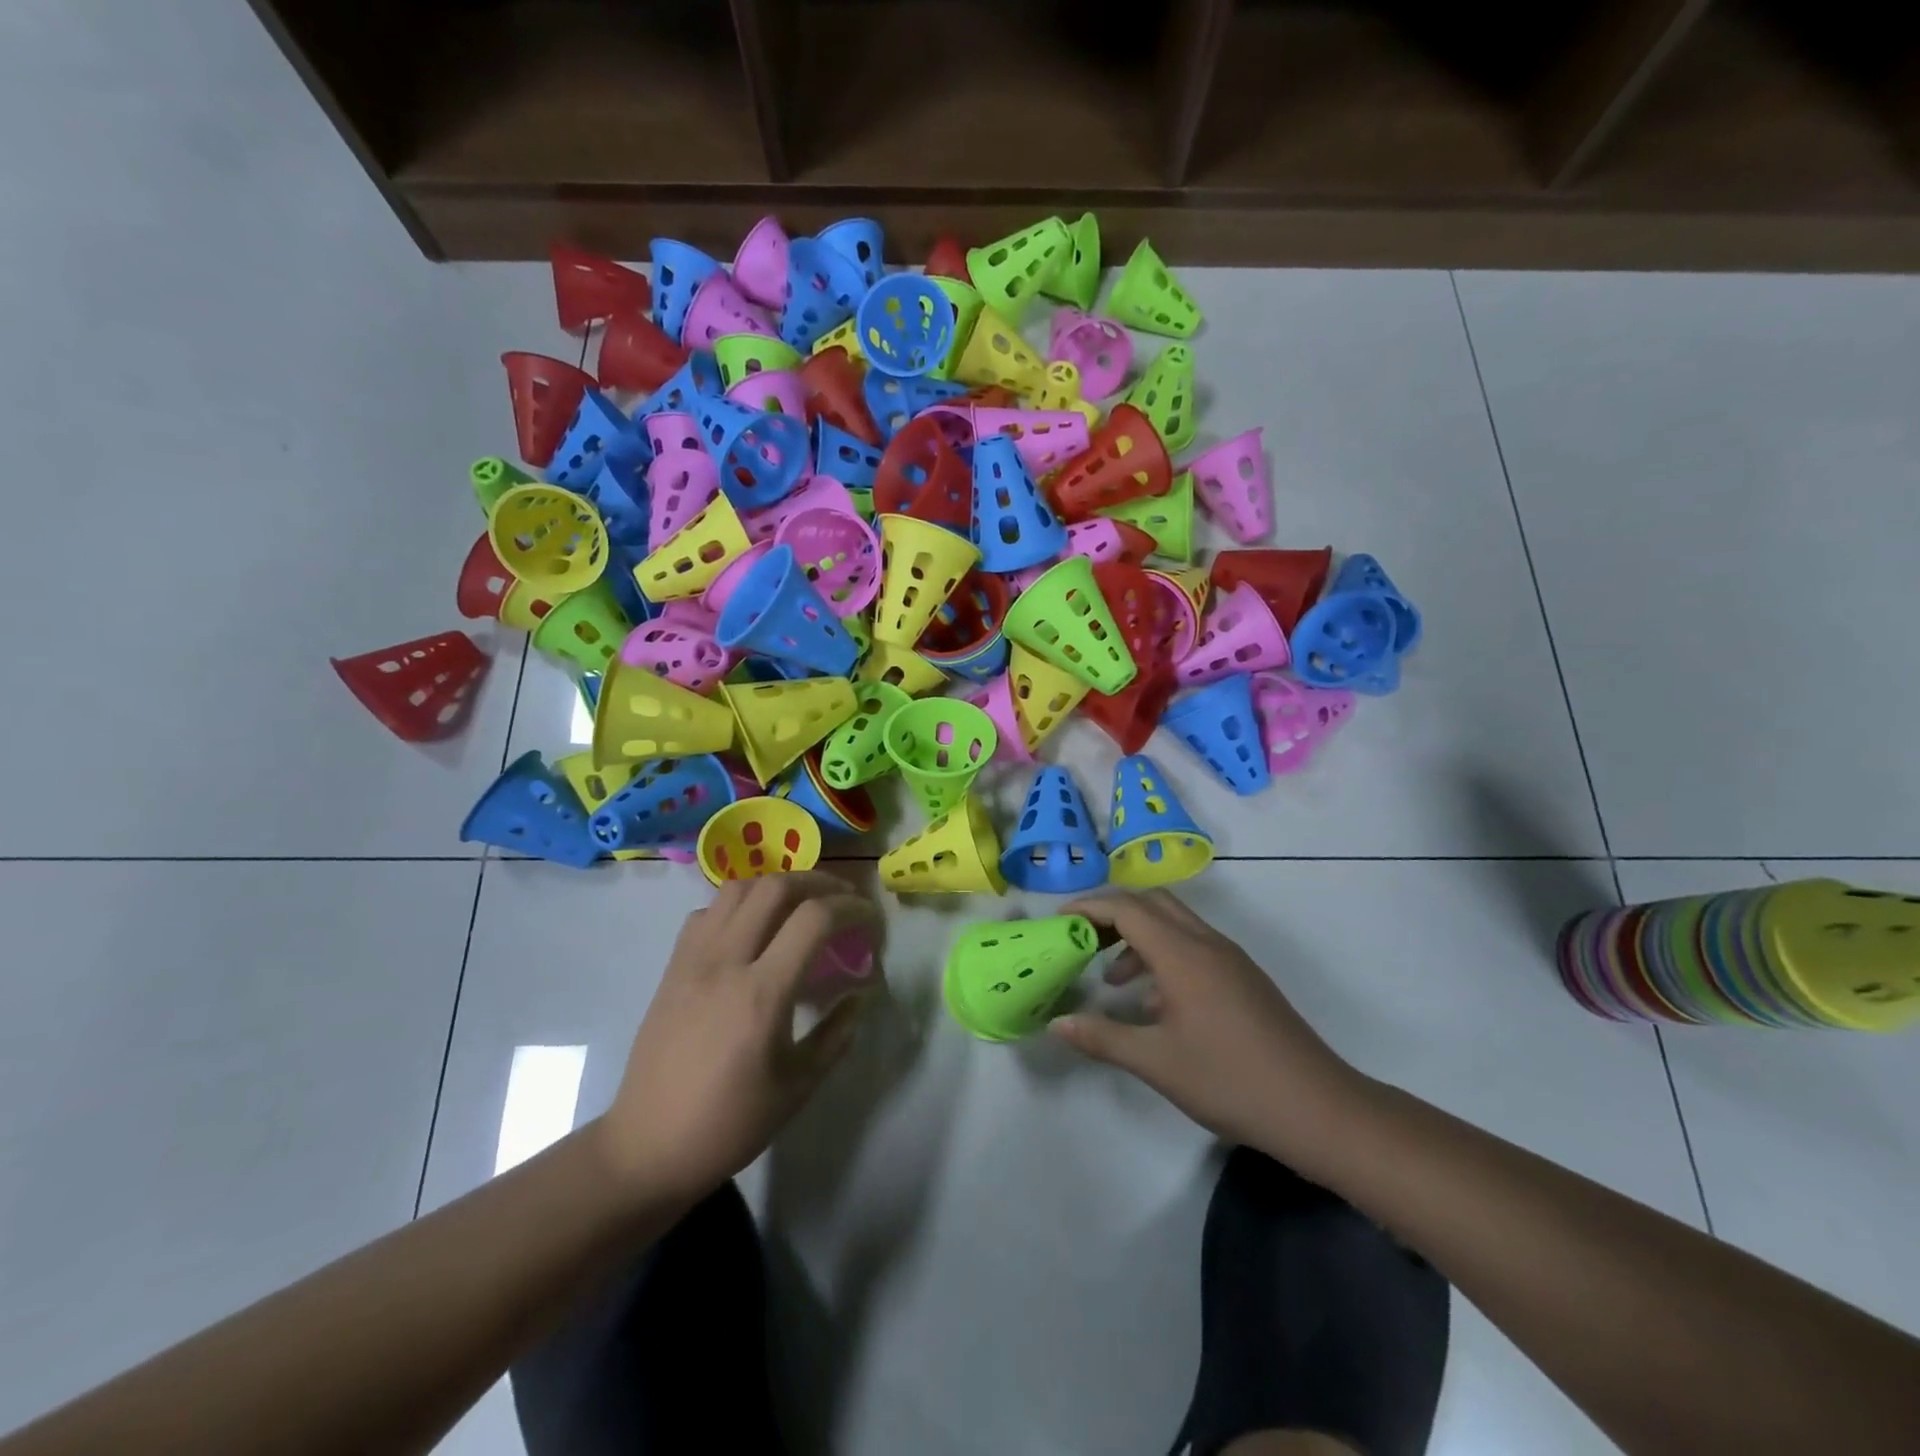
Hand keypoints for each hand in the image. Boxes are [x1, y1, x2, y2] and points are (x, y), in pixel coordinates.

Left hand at [599, 872, 882, 1204]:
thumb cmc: (729, 1124)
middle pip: (776, 886)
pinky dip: (740, 904)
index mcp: (762, 994)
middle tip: (843, 900)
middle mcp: (726, 962)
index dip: (852, 908)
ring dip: (778, 885)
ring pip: (738, 888)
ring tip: (801, 904)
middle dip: (820, 883)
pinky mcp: (673, 966)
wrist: (647, 1146)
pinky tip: (753, 928)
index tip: (871, 921)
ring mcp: (693, 959)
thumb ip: (836, 1034)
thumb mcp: (798, 1087)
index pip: (815, 919)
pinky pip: (708, 911)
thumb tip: (860, 996)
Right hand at [1051, 890, 1367, 1165]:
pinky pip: (1193, 947)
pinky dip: (1164, 956)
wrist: (1317, 1108)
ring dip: (1139, 938)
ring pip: (1175, 925)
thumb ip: (1103, 1037)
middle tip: (1082, 940)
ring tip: (1113, 980)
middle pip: (1152, 904)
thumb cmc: (1230, 1079)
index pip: (1127, 908)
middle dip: (1113, 914)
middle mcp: (1207, 943)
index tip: (1059, 921)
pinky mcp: (1244, 978)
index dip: (1089, 908)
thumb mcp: (1156, 1062)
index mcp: (1183, 953)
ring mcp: (1230, 959)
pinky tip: (1155, 1004)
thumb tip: (1057, 1023)